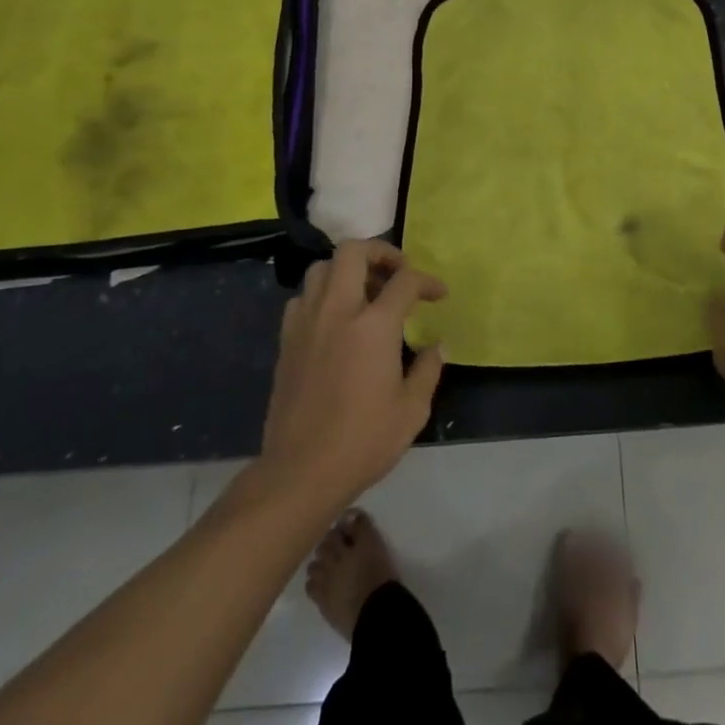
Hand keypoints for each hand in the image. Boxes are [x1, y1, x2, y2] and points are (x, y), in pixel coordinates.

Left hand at [248, 240, 445, 511]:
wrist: (300, 473)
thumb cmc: (363, 441)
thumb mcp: (412, 409)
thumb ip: (428, 369)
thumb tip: (437, 345)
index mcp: (374, 325)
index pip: (405, 280)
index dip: (427, 281)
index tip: (438, 295)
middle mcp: (338, 311)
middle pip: (354, 252)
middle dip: (381, 252)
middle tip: (397, 272)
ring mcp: (307, 323)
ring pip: (322, 268)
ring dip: (348, 270)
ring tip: (366, 293)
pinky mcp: (287, 341)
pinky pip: (303, 298)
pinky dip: (322, 295)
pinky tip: (336, 319)